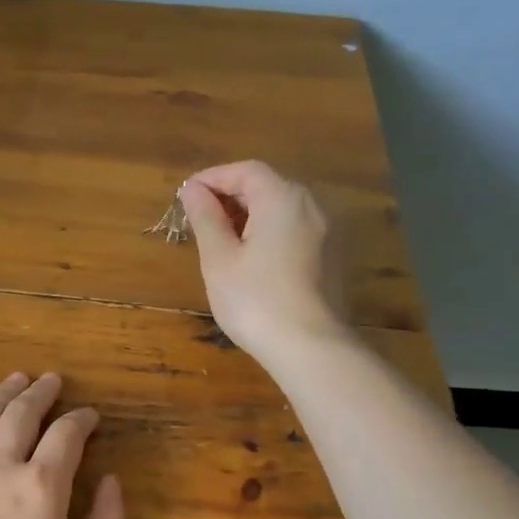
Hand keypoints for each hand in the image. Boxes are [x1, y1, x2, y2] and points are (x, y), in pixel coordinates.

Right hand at [182, 160, 345, 360]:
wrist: (310, 347)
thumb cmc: (255, 300)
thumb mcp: (219, 259)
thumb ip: (205, 218)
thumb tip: (192, 190)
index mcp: (283, 198)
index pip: (245, 171)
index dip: (213, 178)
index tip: (185, 196)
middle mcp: (312, 205)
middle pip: (267, 186)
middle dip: (231, 196)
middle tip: (199, 219)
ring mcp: (328, 232)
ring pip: (283, 210)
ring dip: (250, 216)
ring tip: (221, 240)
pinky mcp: (332, 258)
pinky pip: (295, 231)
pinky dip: (269, 233)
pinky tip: (251, 260)